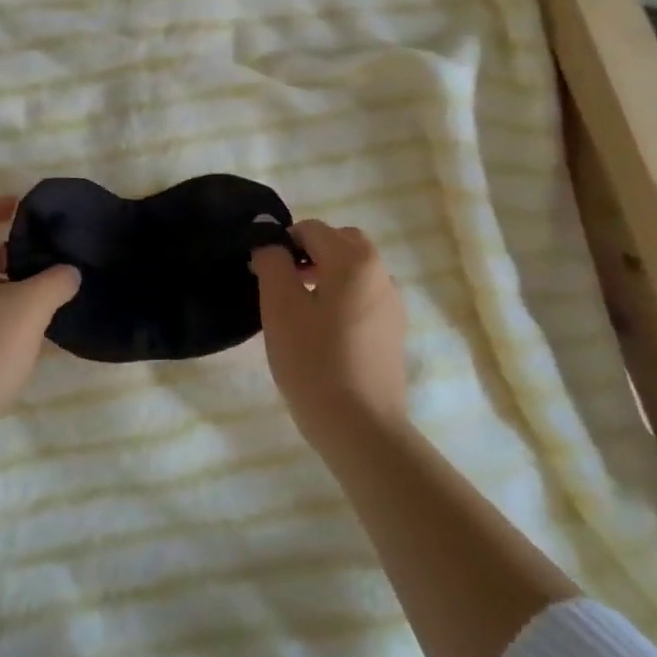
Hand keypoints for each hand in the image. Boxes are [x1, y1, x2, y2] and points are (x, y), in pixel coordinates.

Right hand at [251, 219, 407, 446]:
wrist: (360, 427)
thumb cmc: (314, 361)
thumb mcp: (280, 307)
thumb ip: (272, 263)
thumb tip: (270, 246)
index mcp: (355, 260)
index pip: (312, 229)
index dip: (282, 244)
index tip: (263, 274)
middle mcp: (381, 273)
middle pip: (340, 243)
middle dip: (309, 254)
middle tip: (282, 286)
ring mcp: (392, 303)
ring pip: (353, 271)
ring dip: (326, 275)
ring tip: (299, 311)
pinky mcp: (393, 330)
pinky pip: (363, 296)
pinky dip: (341, 298)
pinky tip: (323, 333)